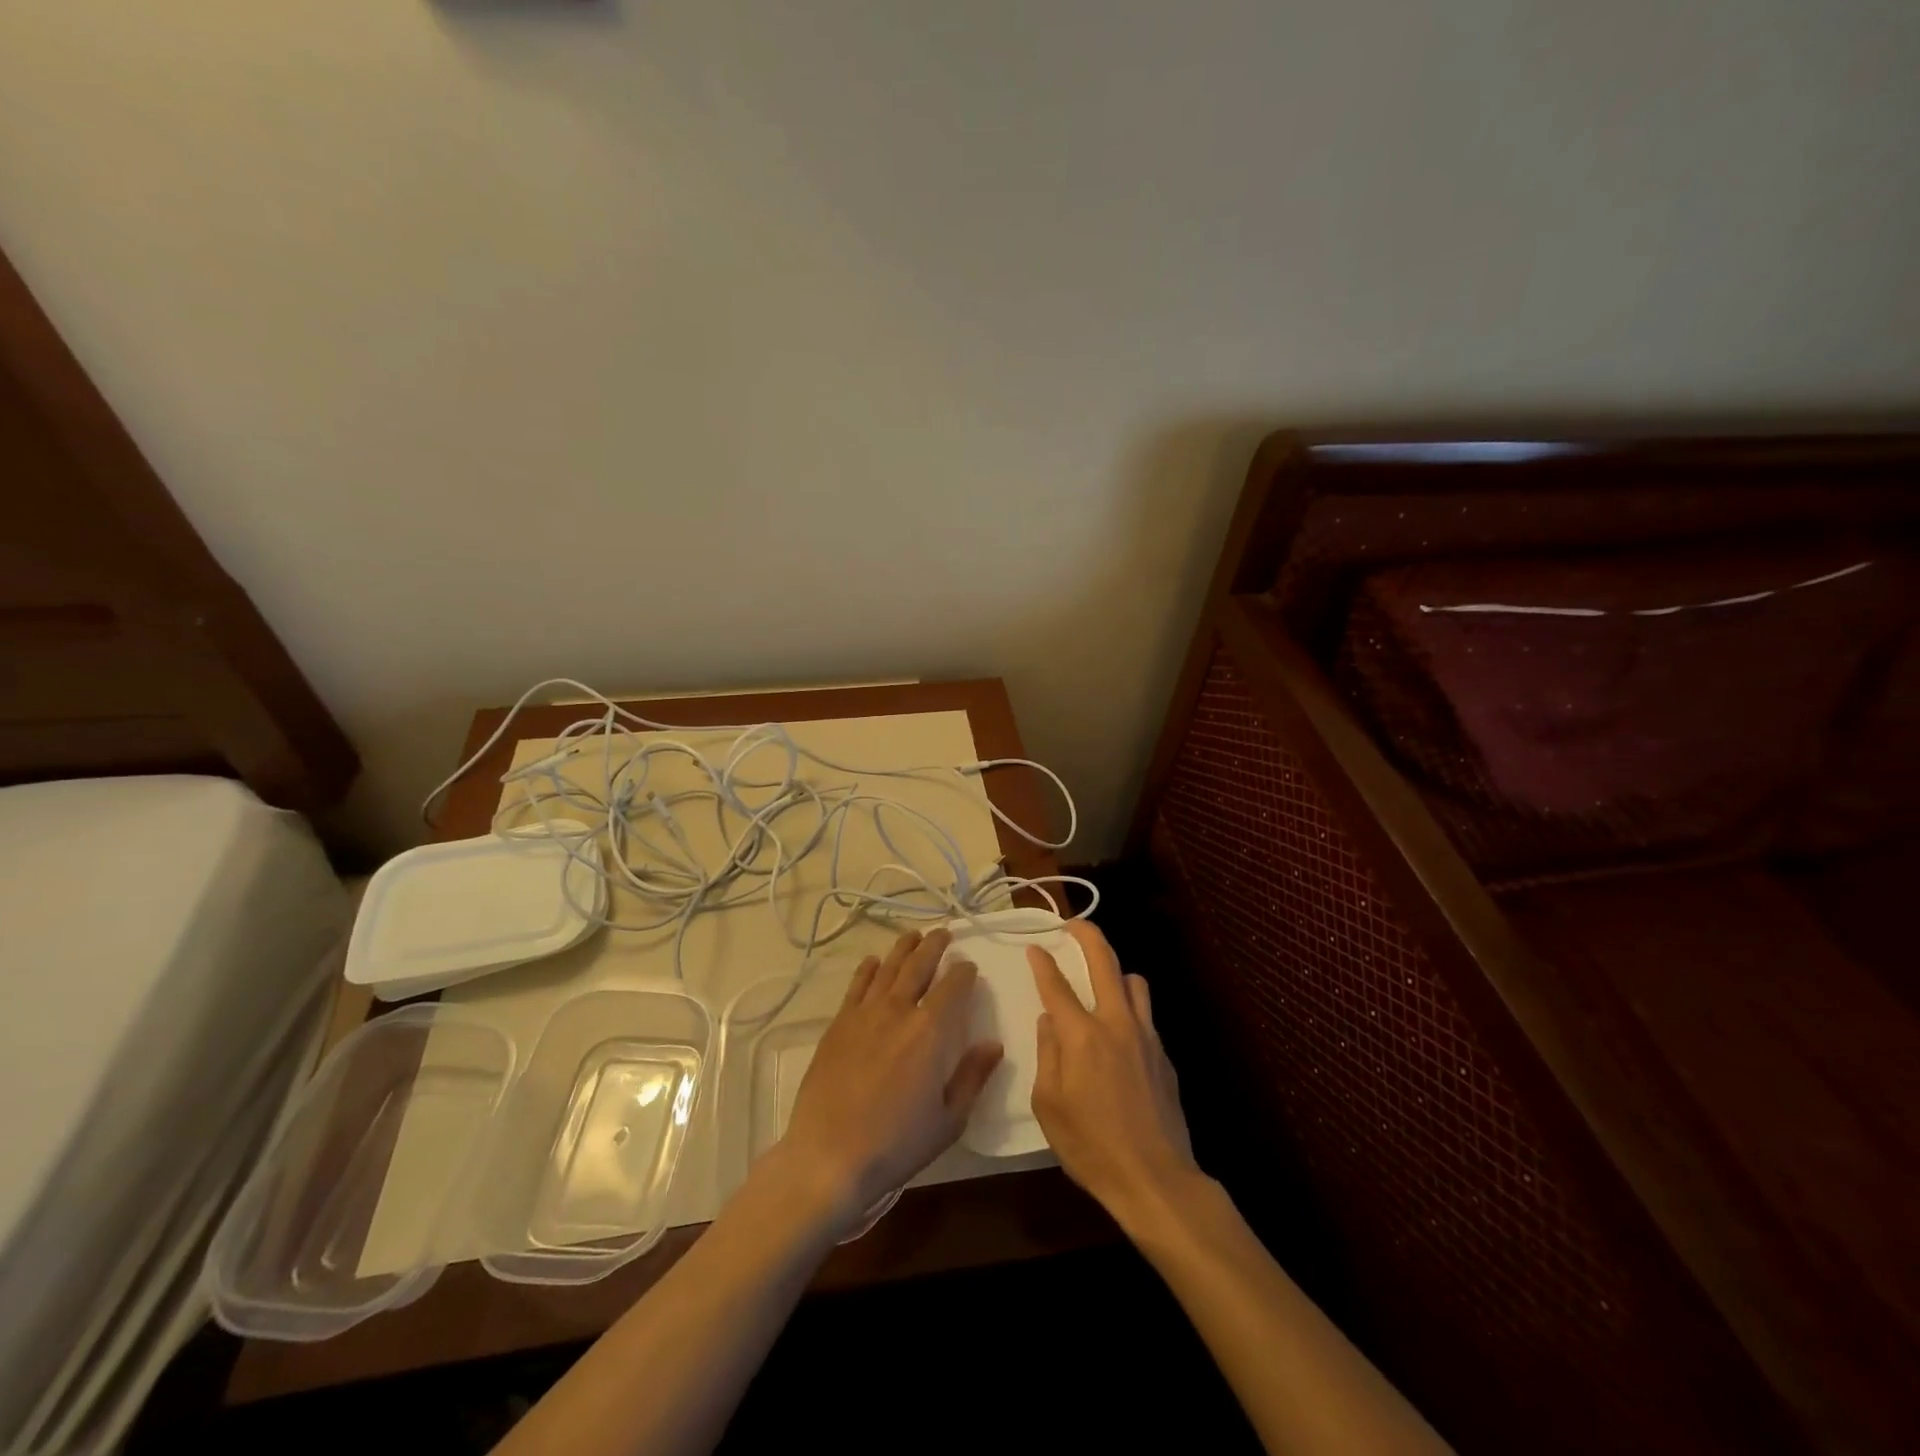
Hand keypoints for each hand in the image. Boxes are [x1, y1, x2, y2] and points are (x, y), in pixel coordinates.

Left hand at [778, 929, 1003, 1232]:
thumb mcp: (949, 1119)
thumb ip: (973, 1076)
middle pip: (919, 965)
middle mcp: (898, 1010)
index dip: (964, 972)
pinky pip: (857, 986)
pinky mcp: (838, 1025)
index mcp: (930, 1030)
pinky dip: (868, 970)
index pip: (953, 986)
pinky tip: (873, 962)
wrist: (830, 1156)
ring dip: (903, 949)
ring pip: (888, 968)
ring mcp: (864, 1014)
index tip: (969, 967)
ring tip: (913, 936)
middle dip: (934, 946)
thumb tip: (994, 1044)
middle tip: (943, 933)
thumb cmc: (897, 1143)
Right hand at [1029, 921, 1200, 1230]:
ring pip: (1134, 982)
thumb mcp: (1049, 1105)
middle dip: (1088, 935)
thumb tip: (1049, 1021)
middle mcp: (1116, 1023)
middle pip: (1105, 962)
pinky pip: (1145, 1015)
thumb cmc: (1091, 1146)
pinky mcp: (1164, 1055)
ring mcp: (1146, 1036)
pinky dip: (1130, 1009)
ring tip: (1100, 983)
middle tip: (1074, 925)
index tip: (1034, 946)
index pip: (1057, 985)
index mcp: (1082, 1035)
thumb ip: (1047, 1054)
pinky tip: (1119, 1034)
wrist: (1155, 1179)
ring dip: (1115, 972)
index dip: (1043, 962)